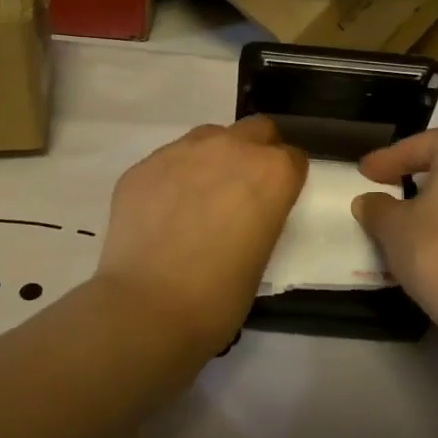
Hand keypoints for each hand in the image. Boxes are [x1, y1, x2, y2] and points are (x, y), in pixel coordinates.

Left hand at [97, 114, 308, 350]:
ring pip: (209, 137)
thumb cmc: (219, 295)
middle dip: (256, 151)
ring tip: (200, 197)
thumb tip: (244, 212)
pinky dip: (174, 177)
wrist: (147, 307)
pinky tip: (163, 212)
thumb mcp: (262, 253)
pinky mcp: (144, 164)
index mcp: (272, 172)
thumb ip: (261, 215)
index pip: (292, 158)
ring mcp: (183, 151)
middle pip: (256, 130)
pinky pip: (169, 160)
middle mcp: (231, 148)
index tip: (277, 200)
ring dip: (214, 157)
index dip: (286, 179)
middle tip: (243, 189)